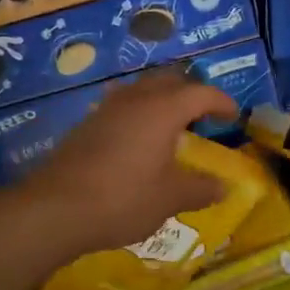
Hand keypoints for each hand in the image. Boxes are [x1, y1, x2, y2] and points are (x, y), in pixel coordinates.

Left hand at [16, 71, 237, 256]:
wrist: (57, 209)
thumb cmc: (124, 199)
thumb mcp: (170, 198)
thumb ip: (200, 189)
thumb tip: (224, 187)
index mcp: (162, 110)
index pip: (201, 93)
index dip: (221, 101)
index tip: (233, 116)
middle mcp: (134, 99)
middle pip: (168, 81)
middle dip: (190, 93)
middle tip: (202, 117)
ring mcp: (106, 109)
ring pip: (140, 90)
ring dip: (160, 101)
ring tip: (171, 126)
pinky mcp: (86, 126)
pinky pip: (120, 108)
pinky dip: (137, 115)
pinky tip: (137, 142)